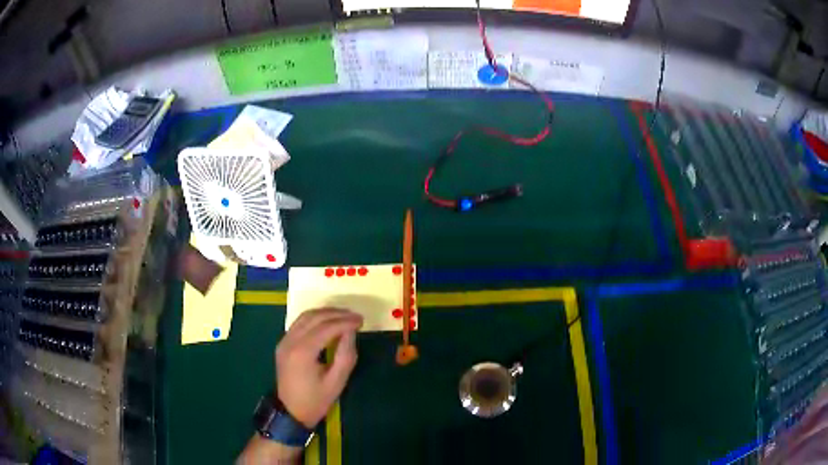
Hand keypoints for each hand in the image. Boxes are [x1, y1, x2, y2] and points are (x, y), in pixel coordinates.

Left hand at [275, 308, 362, 427]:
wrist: (290, 412)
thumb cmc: (316, 400)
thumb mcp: (337, 382)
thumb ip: (345, 355)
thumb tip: (351, 332)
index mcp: (303, 352)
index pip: (326, 327)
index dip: (345, 321)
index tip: (361, 321)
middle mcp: (290, 341)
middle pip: (314, 317)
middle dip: (336, 314)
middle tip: (355, 316)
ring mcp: (284, 341)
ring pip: (305, 316)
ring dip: (325, 313)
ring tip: (344, 316)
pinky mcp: (283, 343)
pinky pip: (299, 323)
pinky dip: (315, 318)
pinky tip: (327, 322)